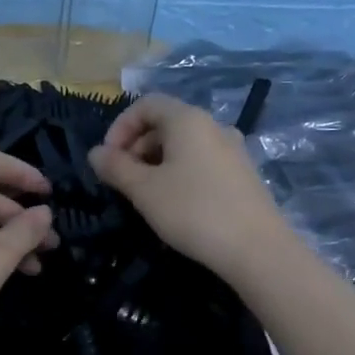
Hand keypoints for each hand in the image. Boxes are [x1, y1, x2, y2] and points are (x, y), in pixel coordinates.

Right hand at [88, 94, 288, 275]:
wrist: (258, 250)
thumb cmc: (194, 211)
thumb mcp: (144, 190)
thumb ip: (116, 167)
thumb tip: (96, 153)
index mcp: (188, 119)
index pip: (146, 104)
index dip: (120, 126)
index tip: (108, 158)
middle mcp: (213, 125)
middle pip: (165, 122)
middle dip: (137, 146)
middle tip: (123, 180)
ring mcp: (233, 149)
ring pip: (184, 144)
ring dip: (157, 161)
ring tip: (146, 195)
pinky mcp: (243, 173)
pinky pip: (202, 160)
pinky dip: (180, 171)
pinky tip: (176, 203)